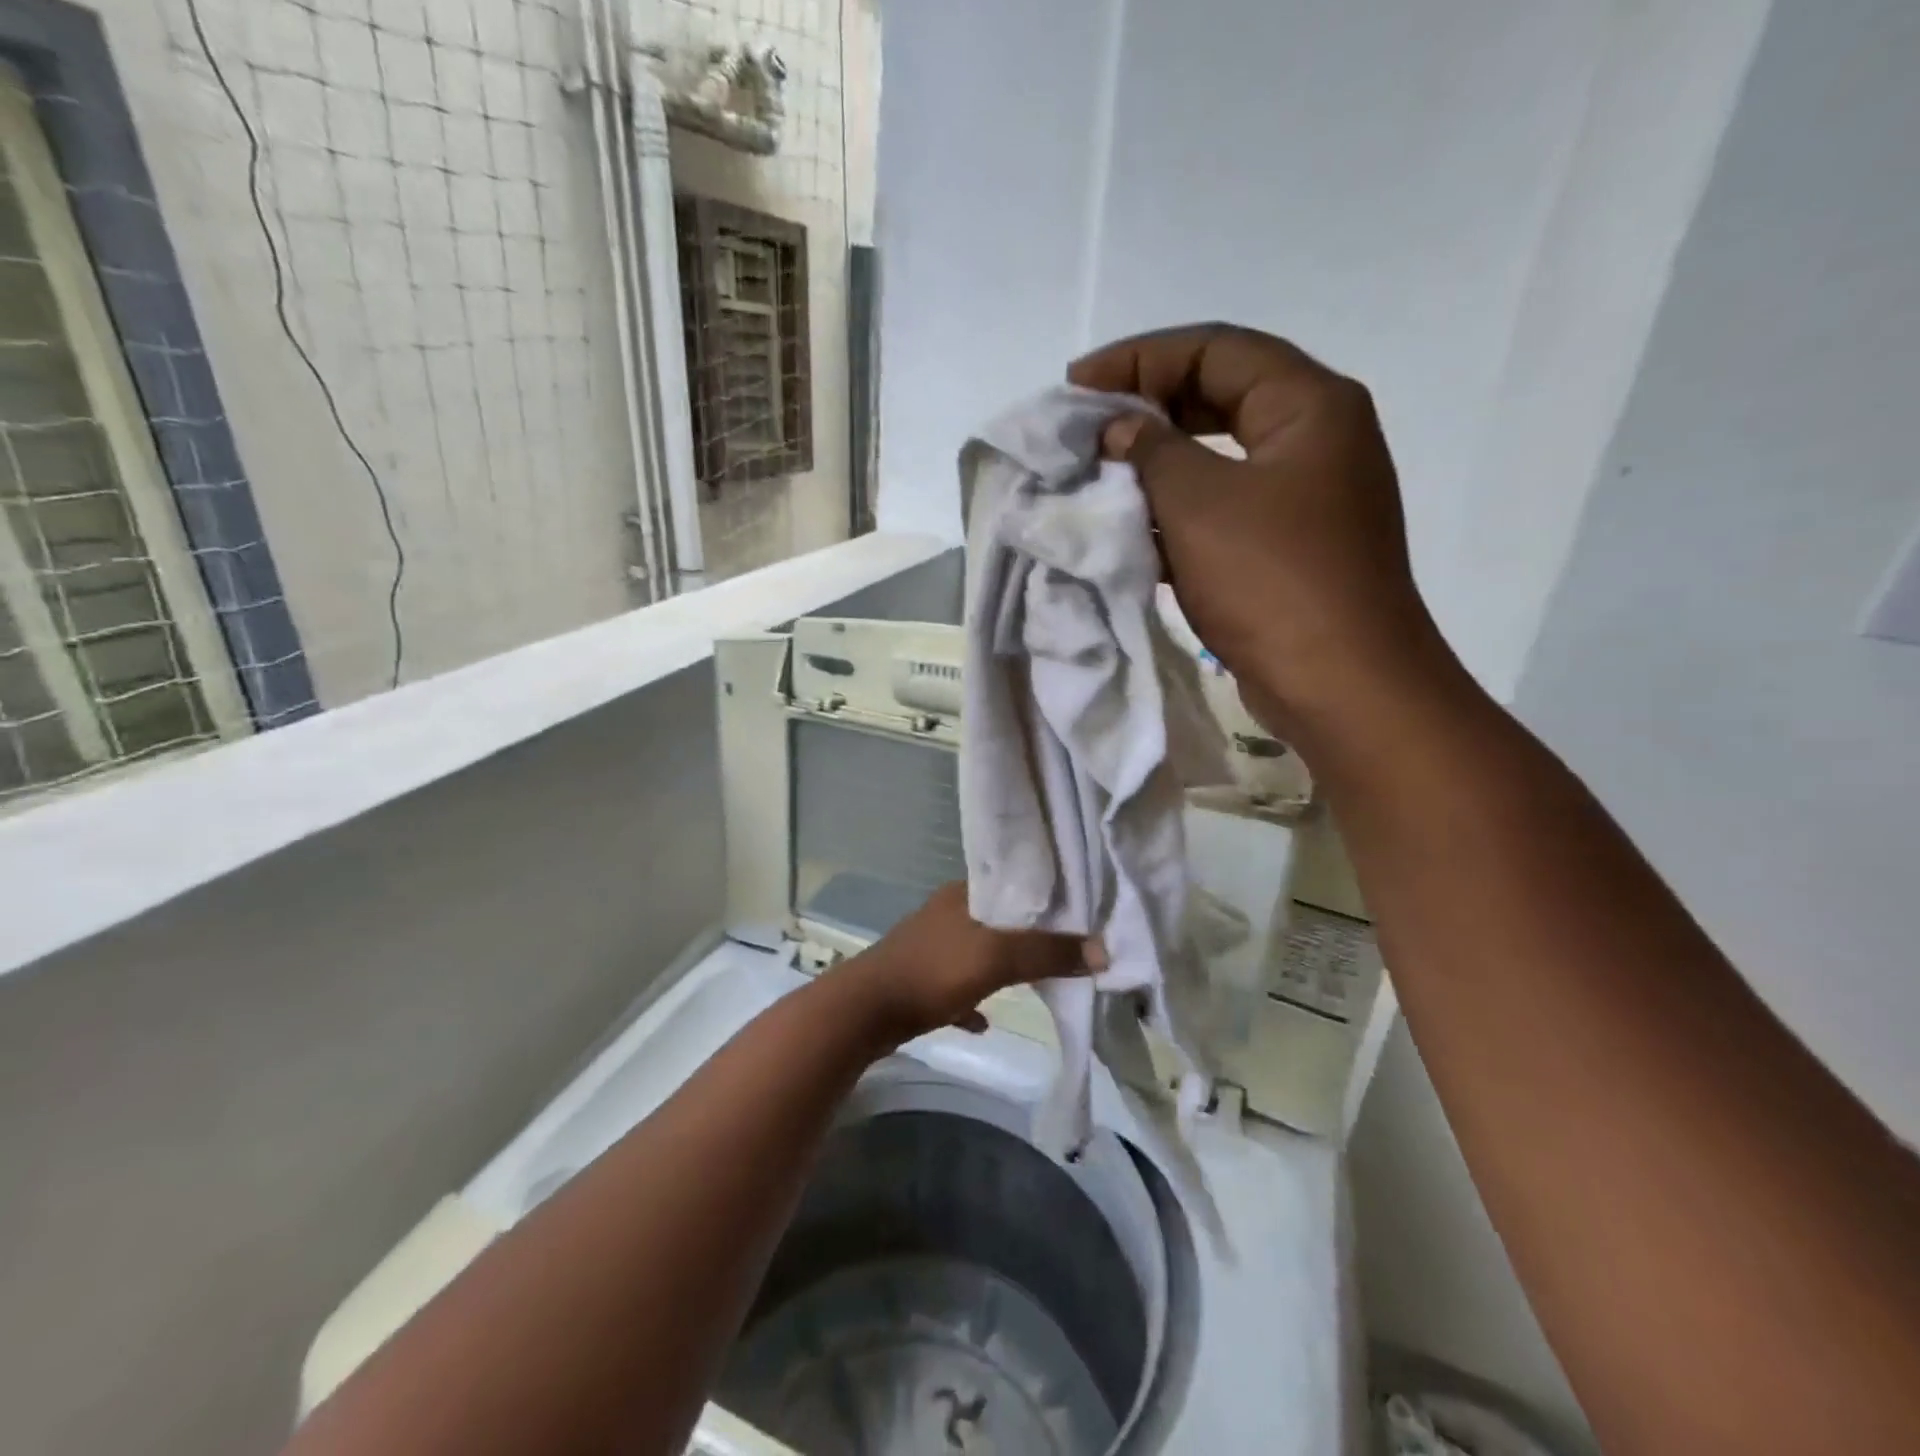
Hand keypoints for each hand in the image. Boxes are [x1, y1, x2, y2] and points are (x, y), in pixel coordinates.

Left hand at [837, 883, 1093, 1044]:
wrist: (864, 1012)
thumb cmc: (932, 972)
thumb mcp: (996, 958)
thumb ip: (1047, 952)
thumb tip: (1103, 951)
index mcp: (963, 894)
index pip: (1014, 885)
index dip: (1047, 899)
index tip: (1080, 915)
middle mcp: (947, 913)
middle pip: (999, 921)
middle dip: (1029, 938)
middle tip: (1067, 953)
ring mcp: (930, 947)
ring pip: (978, 953)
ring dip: (1002, 968)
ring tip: (1036, 982)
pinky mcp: (918, 980)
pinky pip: (955, 987)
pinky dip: (972, 1000)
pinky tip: (984, 1022)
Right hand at [1068, 323, 1453, 740]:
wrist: (1339, 683)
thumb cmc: (1272, 579)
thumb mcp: (1199, 503)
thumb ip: (1152, 451)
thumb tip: (1120, 430)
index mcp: (1309, 405)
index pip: (1215, 349)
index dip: (1139, 359)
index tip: (1077, 387)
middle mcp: (1315, 439)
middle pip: (1219, 397)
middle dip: (1147, 408)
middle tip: (1086, 427)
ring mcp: (1305, 497)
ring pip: (1219, 458)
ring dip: (1158, 464)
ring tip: (1097, 475)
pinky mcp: (1288, 547)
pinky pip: (1223, 509)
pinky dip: (1177, 511)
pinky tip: (1131, 528)